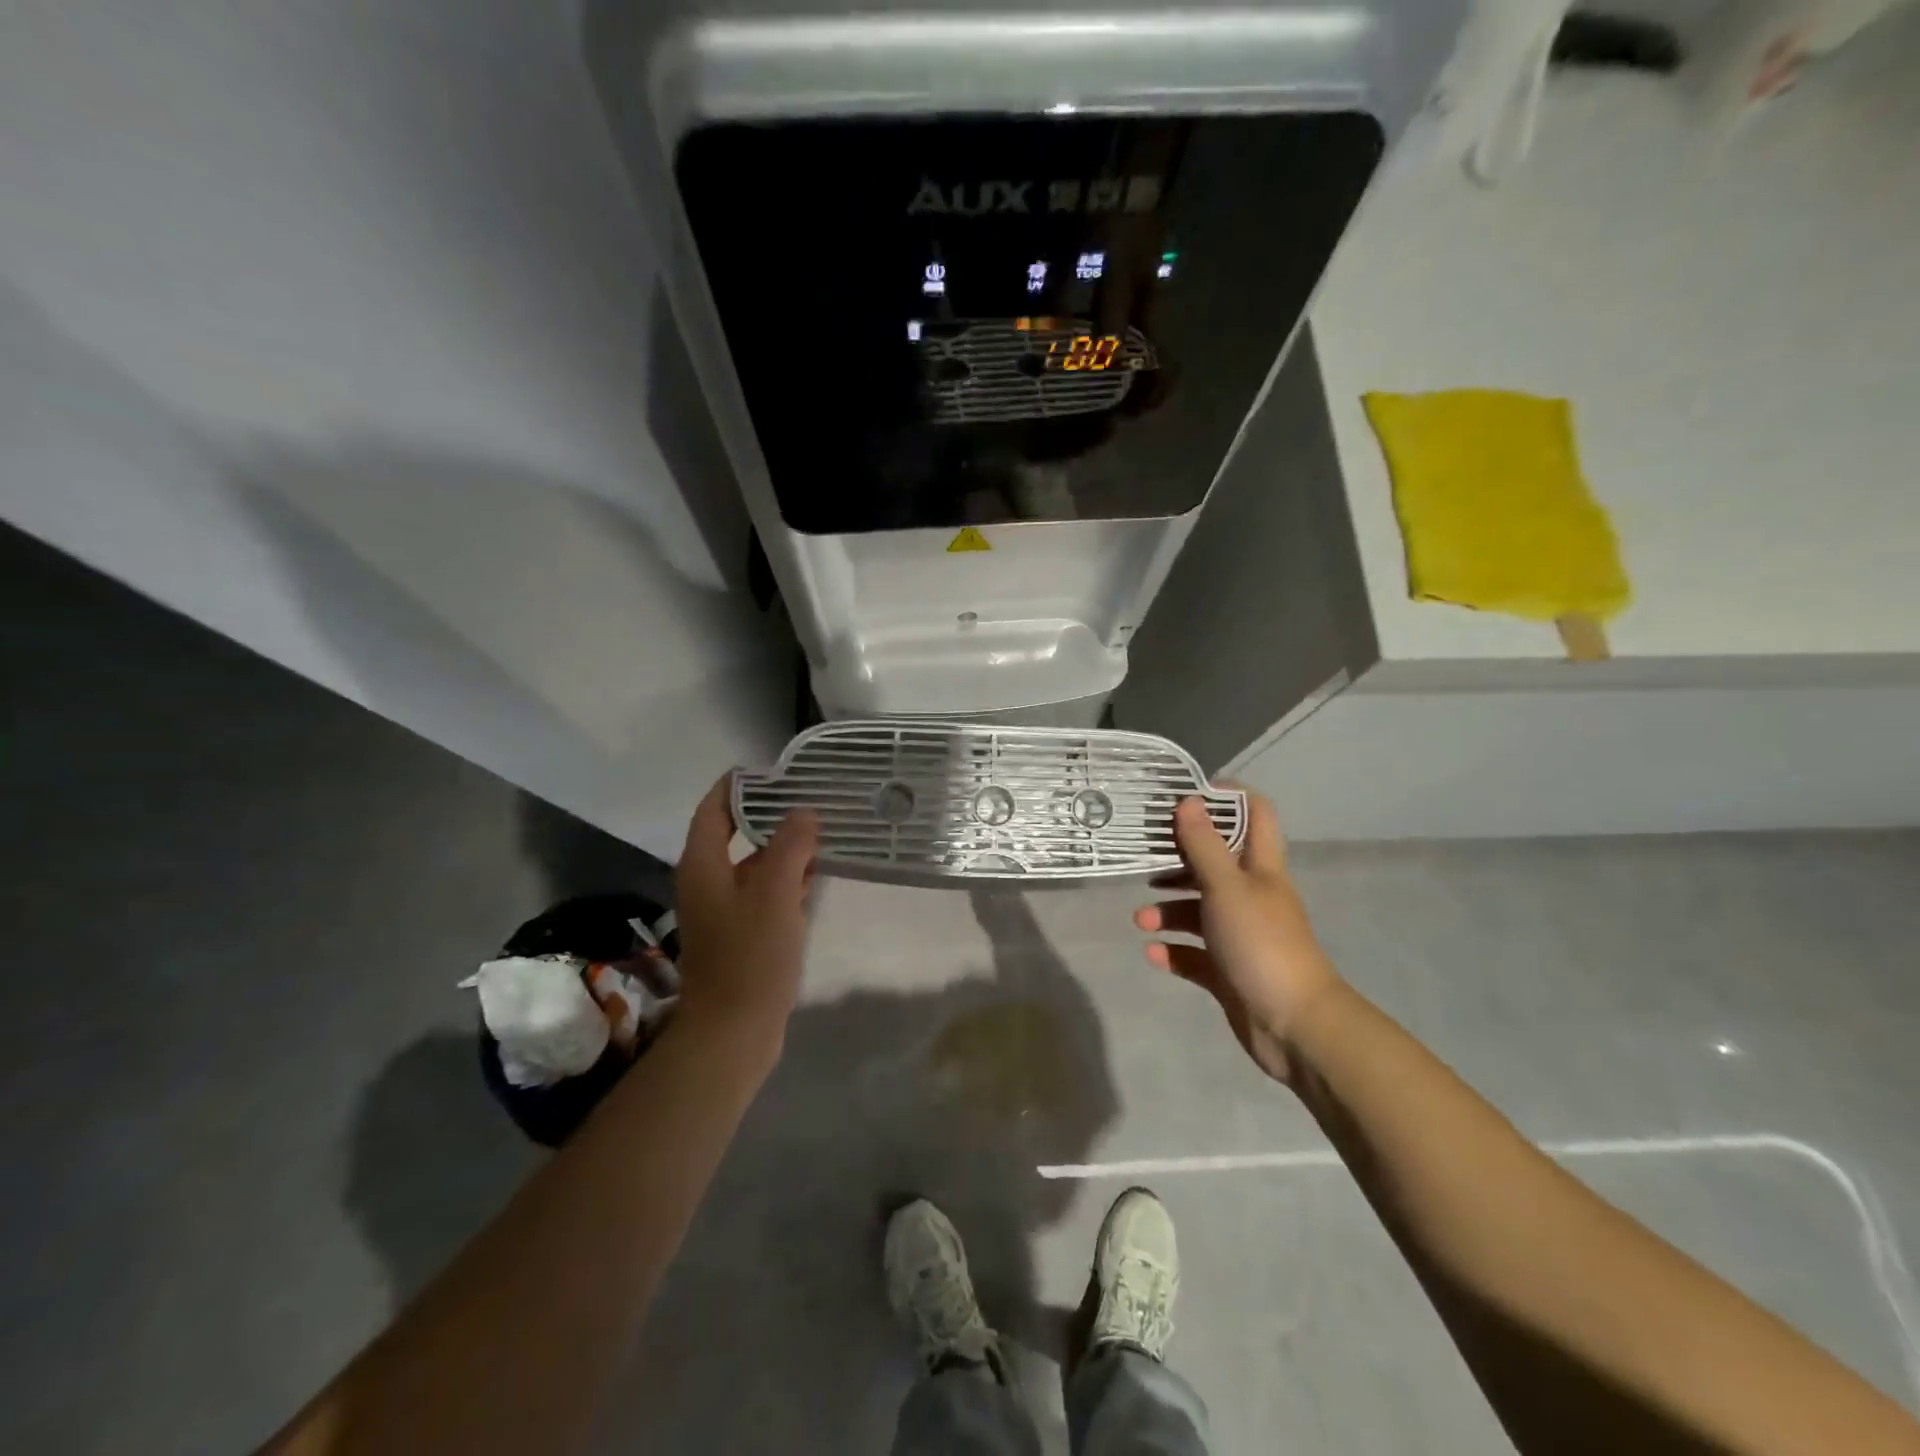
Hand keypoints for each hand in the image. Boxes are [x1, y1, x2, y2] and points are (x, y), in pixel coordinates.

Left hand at [673, 775, 818, 1051]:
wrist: (733, 1031)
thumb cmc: (749, 957)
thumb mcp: (773, 893)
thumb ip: (790, 846)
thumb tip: (803, 812)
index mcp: (704, 866)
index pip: (714, 809)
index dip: (739, 785)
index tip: (775, 770)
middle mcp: (709, 882)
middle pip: (736, 833)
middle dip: (771, 814)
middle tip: (811, 796)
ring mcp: (726, 910)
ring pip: (755, 864)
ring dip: (784, 847)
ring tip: (823, 828)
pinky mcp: (744, 933)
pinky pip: (765, 892)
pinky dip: (788, 878)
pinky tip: (817, 873)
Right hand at [1133, 791, 1340, 1084]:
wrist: (1294, 1025)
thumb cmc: (1261, 943)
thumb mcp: (1227, 887)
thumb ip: (1203, 845)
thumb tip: (1187, 800)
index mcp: (1259, 869)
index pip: (1254, 815)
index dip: (1225, 799)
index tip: (1185, 796)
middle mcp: (1251, 896)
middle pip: (1214, 864)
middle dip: (1178, 861)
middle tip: (1144, 859)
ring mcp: (1240, 935)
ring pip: (1199, 911)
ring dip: (1168, 911)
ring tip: (1141, 920)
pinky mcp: (1228, 971)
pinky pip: (1194, 954)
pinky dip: (1172, 951)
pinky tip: (1152, 953)